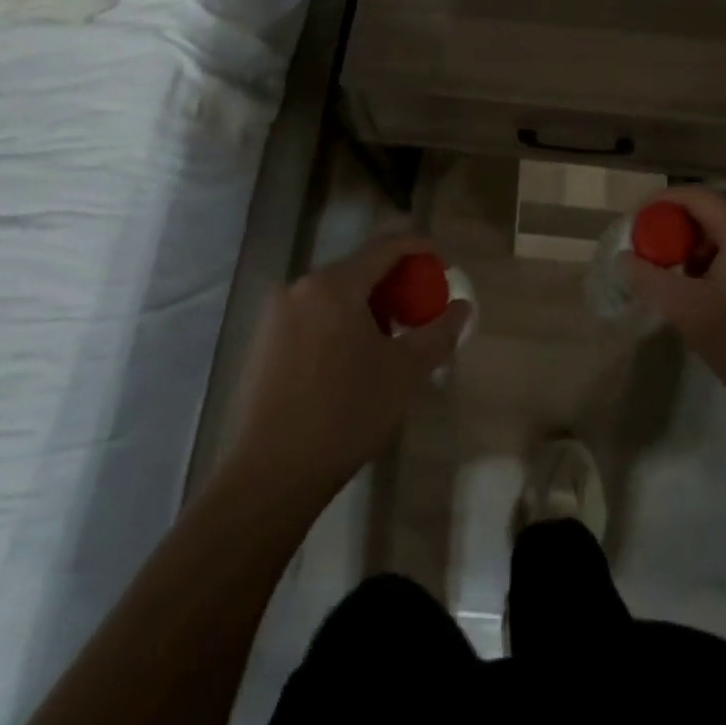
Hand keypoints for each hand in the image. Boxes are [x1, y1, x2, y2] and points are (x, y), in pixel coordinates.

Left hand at [221, 236, 470, 504]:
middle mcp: (300, 287)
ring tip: (388, 341)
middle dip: (393, 284)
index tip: (442, 263)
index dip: (418, 248)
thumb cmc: (344, 415)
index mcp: (334, 284)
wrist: (268, 477)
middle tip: (418, 311)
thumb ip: (438, 332)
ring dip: (366, 306)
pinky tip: (351, 360)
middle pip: (358, 270)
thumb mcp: (404, 372)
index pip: (385, 247)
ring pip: (333, 295)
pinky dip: (338, 323)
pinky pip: (311, 316)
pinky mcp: (262, 342)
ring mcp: (275, 314)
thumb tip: (463, 307)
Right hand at [627, 188, 725, 427]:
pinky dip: (724, 259)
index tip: (635, 225)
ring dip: (700, 247)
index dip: (659, 205)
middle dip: (678, 230)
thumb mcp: (688, 312)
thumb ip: (650, 279)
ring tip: (682, 280)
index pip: (694, 196)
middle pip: (713, 212)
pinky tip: (713, 292)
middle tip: (656, 258)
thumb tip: (626, 257)